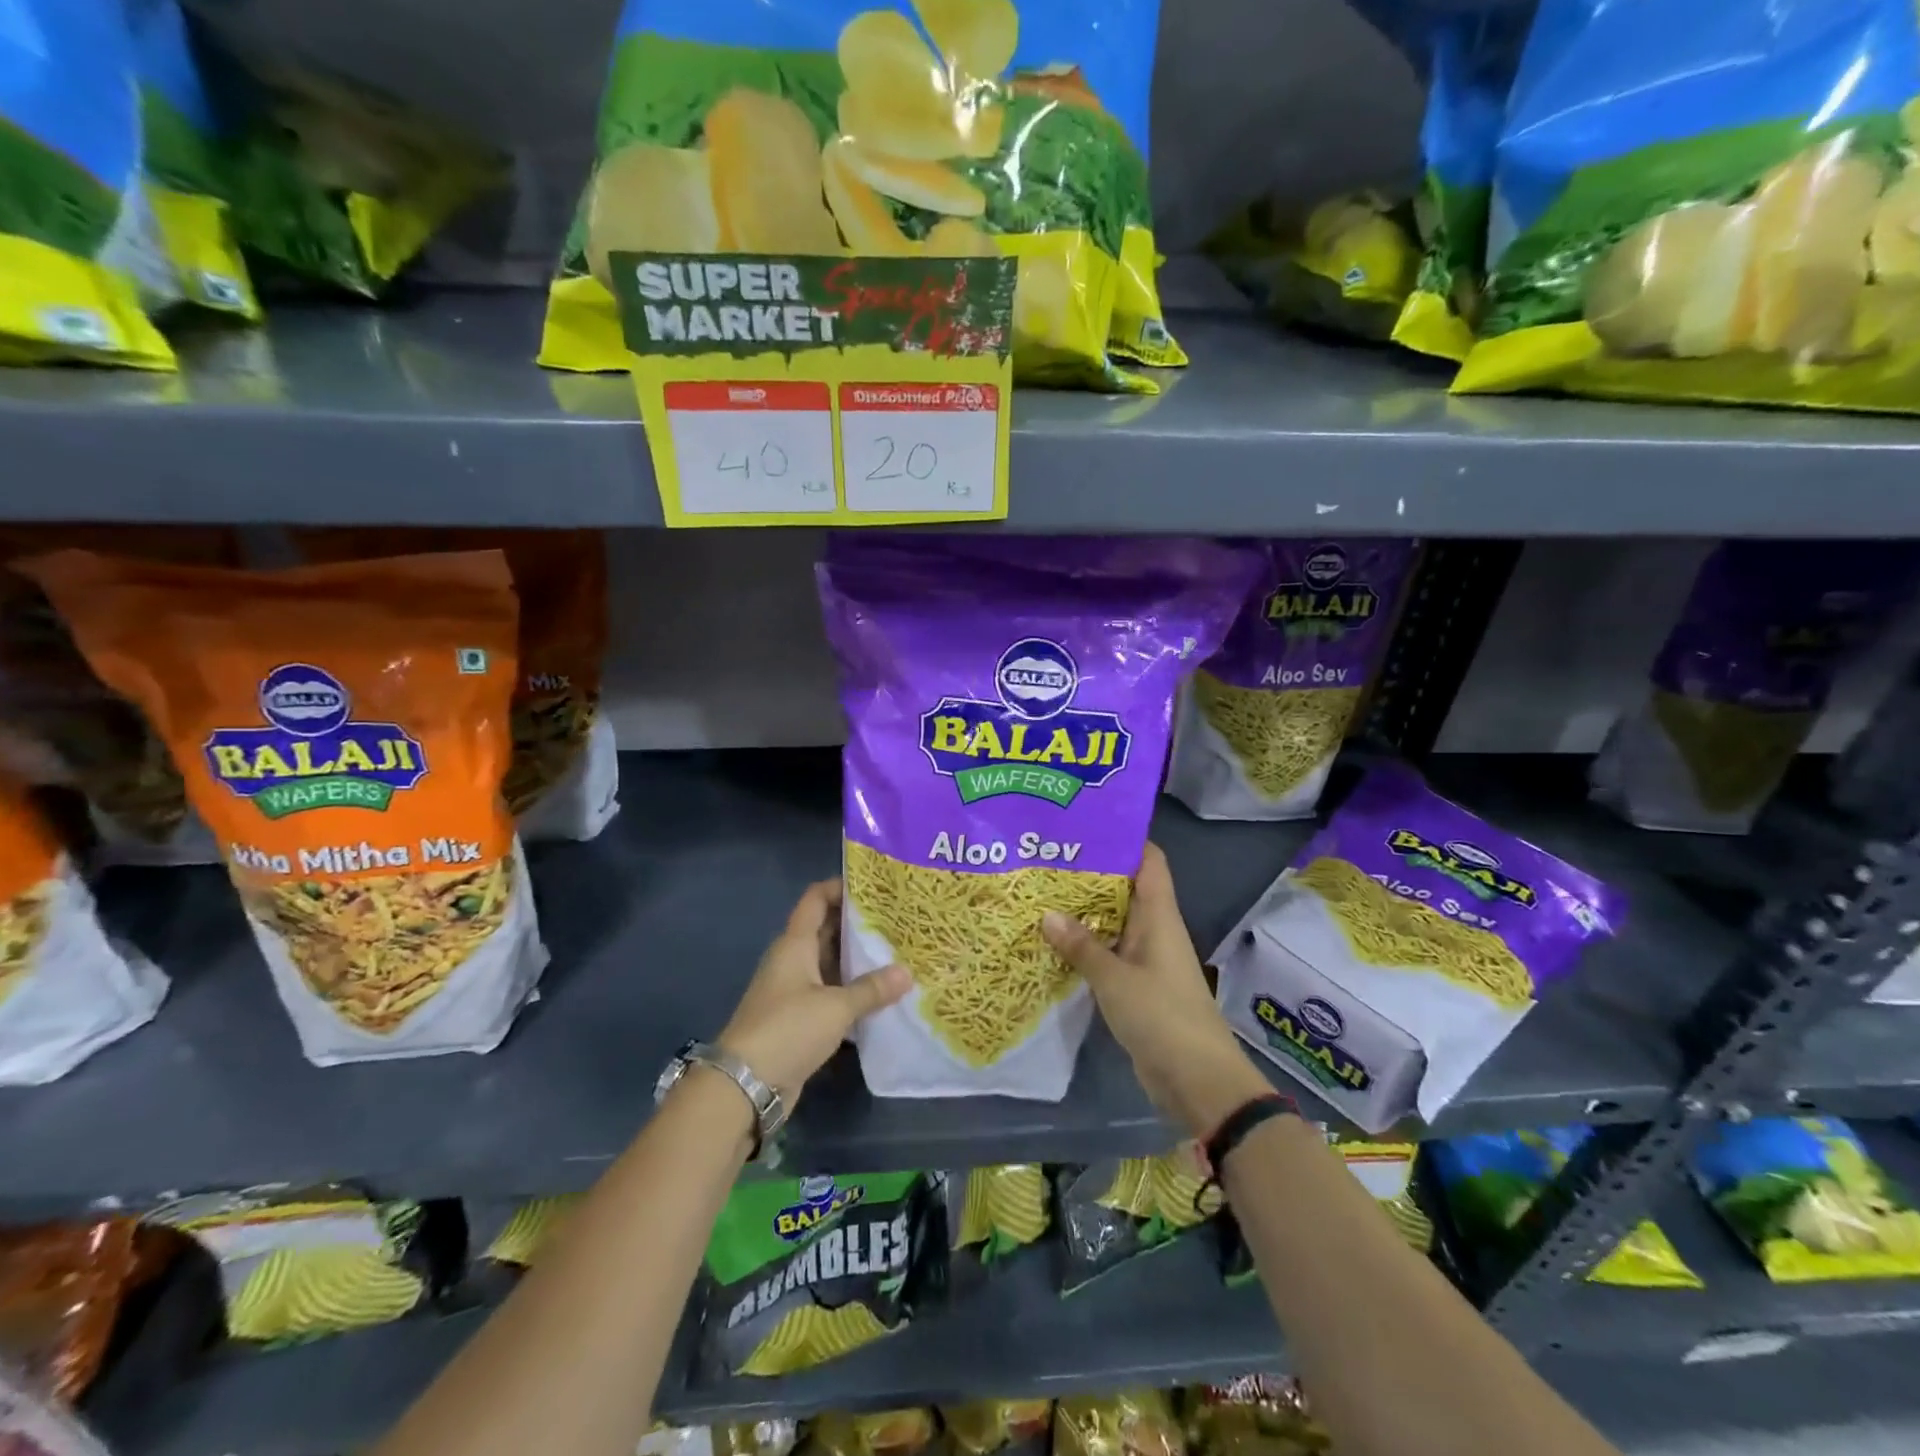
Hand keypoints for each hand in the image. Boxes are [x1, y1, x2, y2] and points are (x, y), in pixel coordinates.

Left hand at [718, 879, 910, 1110]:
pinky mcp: (799, 1019)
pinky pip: (830, 993)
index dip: (841, 887)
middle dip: (858, 924)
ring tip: (898, 952)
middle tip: (898, 919)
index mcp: (795, 944)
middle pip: (826, 929)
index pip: (816, 899)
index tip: (874, 885)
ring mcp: (794, 990)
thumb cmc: (788, 1029)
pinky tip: (882, 995)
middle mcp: (793, 960)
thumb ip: (872, 989)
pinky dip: (852, 991)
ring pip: (830, 963)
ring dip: (858, 960)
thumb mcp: (836, 1007)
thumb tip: (907, 973)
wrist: (745, 1085)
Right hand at [1043, 843, 1272, 1138]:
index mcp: (1159, 916)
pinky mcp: (1137, 985)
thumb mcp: (1114, 978)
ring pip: (1113, 920)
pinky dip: (1085, 944)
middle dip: (1090, 872)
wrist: (1197, 1080)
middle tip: (1047, 857)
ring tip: (1040, 892)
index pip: (1149, 860)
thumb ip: (1081, 946)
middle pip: (1125, 887)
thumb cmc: (1161, 1016)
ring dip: (1084, 910)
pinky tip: (1054, 941)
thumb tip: (1046, 914)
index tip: (1085, 824)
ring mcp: (1146, 958)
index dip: (1123, 838)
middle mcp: (1154, 929)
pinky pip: (1109, 952)